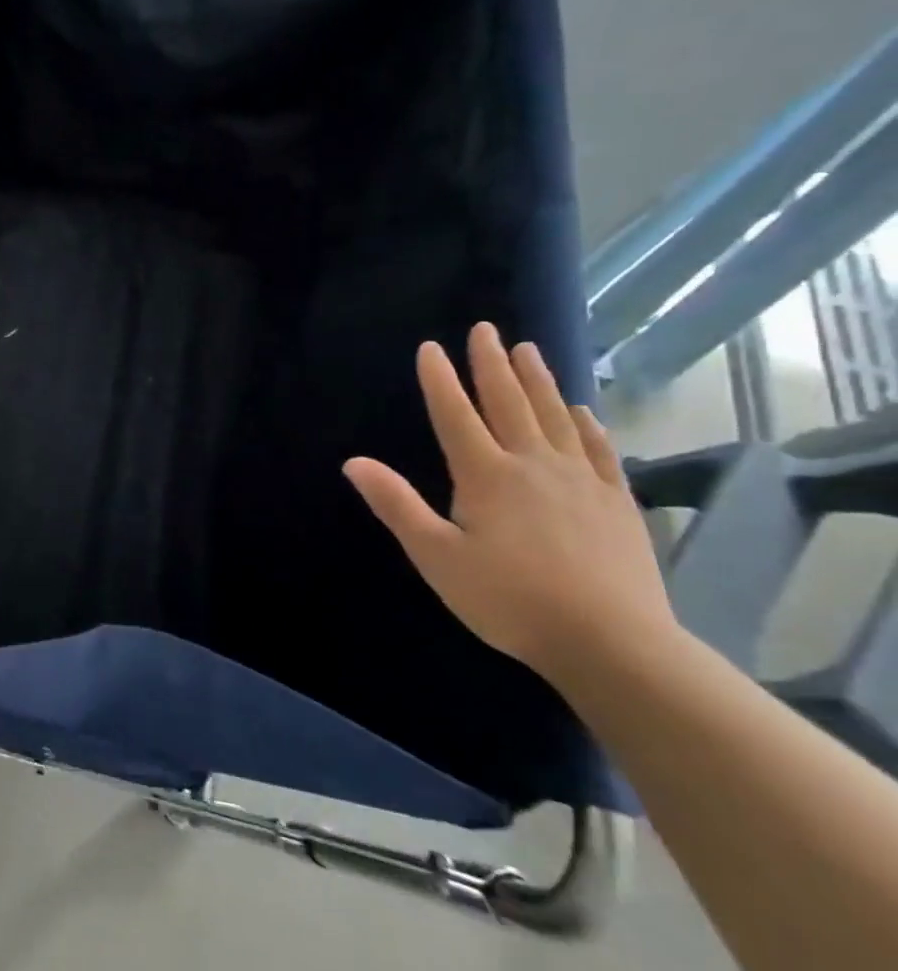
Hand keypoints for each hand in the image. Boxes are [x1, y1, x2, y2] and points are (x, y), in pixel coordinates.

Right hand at [342, 322, 675, 685]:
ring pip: (556, 417)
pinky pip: (600, 450)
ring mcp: (581, 480)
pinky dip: (588, 424)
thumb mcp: (435, 555)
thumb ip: (395, 504)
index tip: (430, 347)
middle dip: (491, 364)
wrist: (611, 642)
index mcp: (485, 475)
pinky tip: (583, 411)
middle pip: (508, 403)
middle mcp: (533, 464)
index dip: (440, 380)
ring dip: (538, 381)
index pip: (455, 415)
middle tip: (485, 329)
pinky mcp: (616, 502)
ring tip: (528, 350)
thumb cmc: (508, 598)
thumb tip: (353, 461)